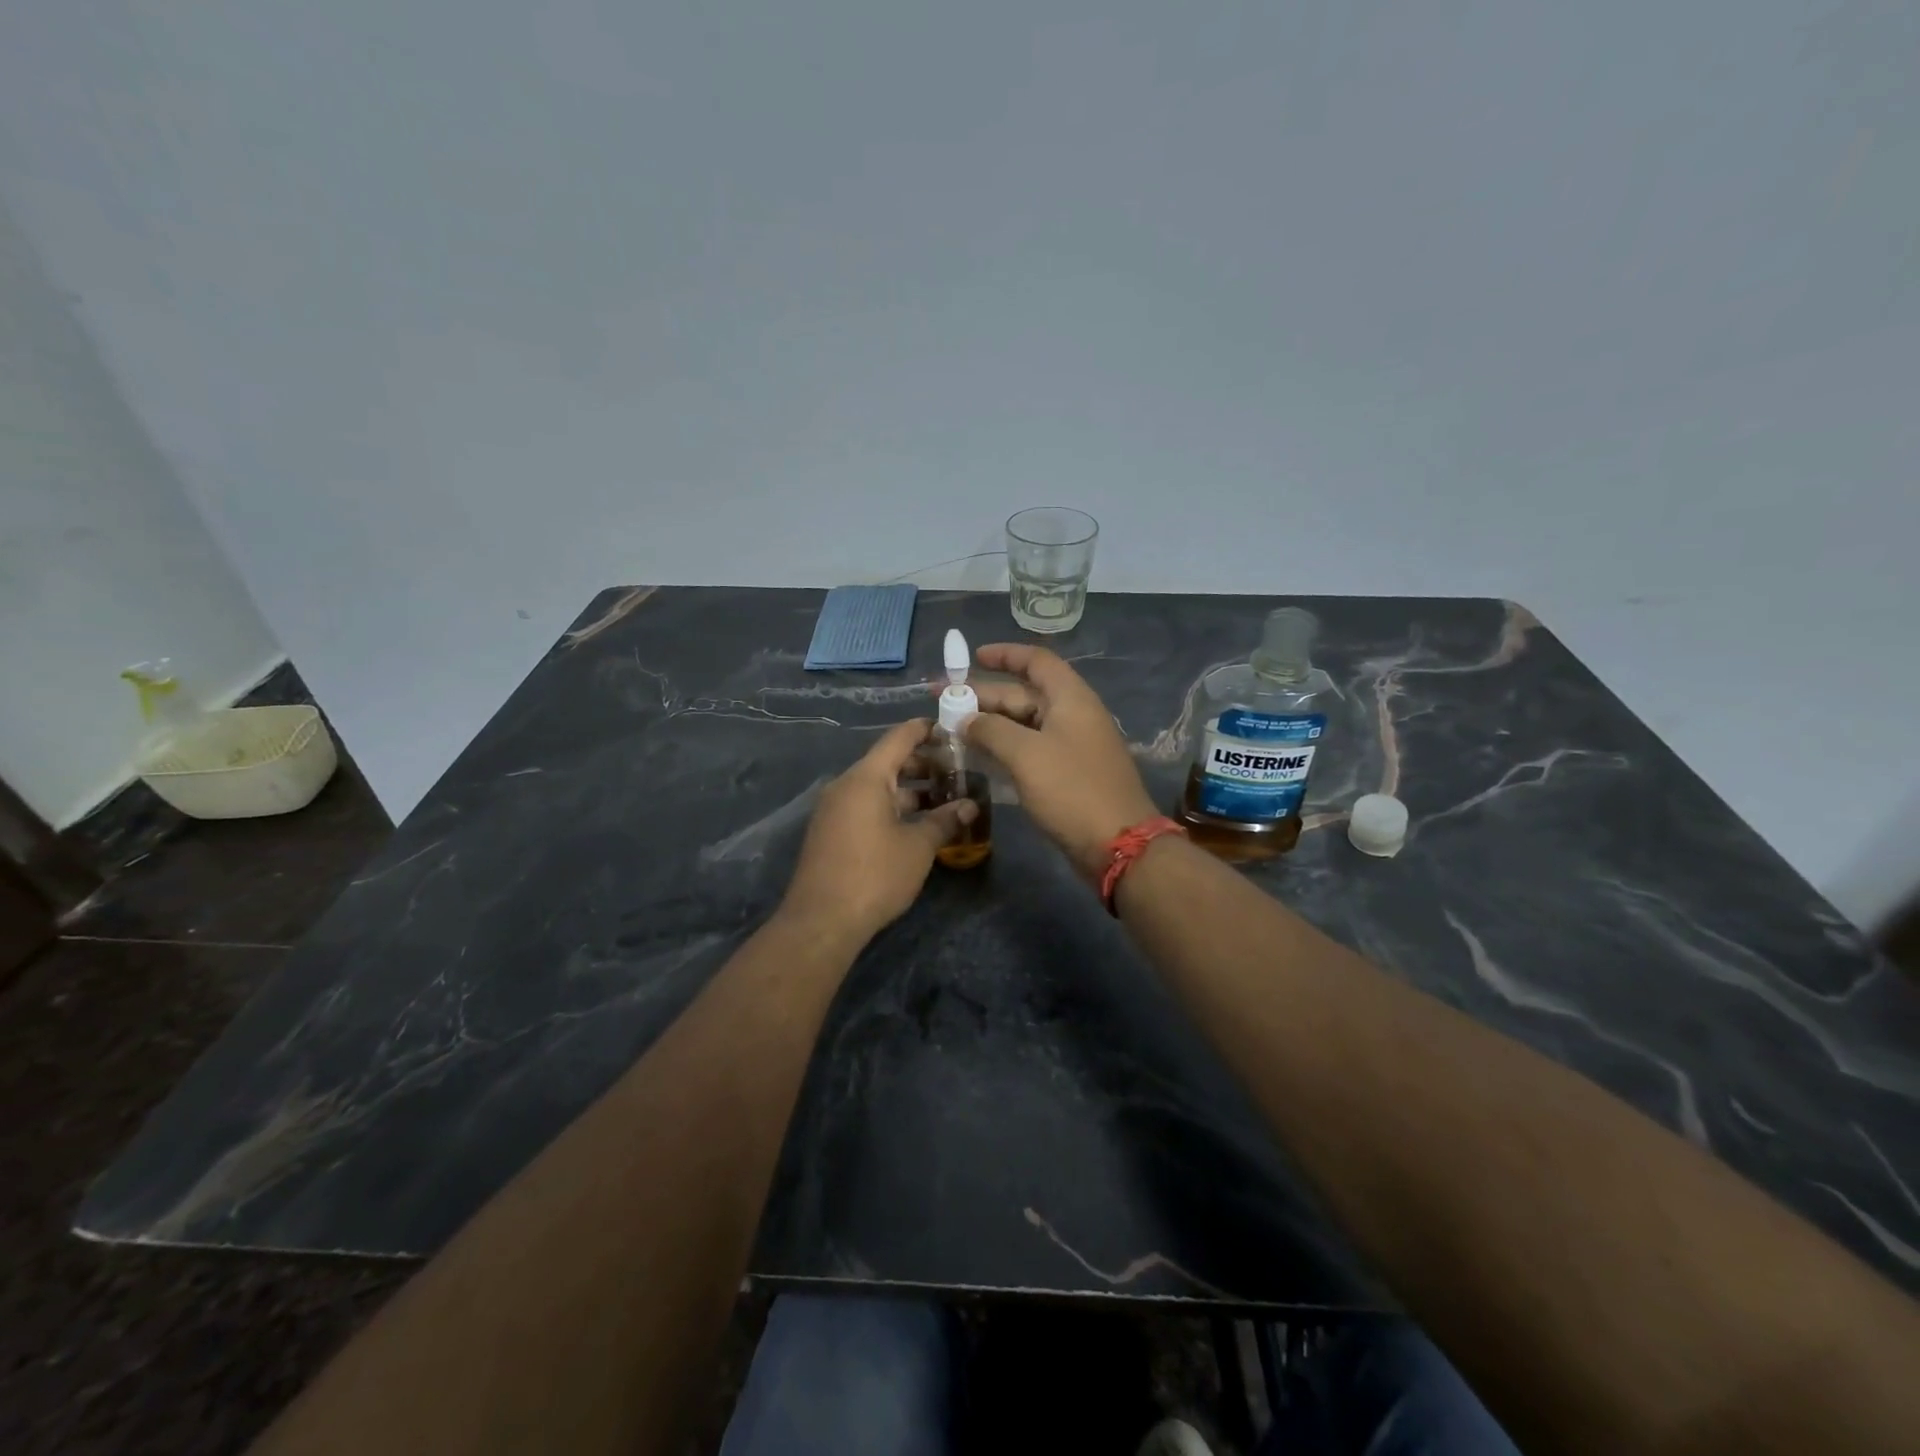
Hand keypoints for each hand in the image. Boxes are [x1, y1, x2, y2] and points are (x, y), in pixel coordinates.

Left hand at [779, 718, 977, 944]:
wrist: (822, 921)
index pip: (899, 738)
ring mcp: (834, 809)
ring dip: (910, 790)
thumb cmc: (875, 875)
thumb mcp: (918, 847)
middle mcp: (846, 785)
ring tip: (943, 800)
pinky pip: (865, 806)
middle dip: (924, 765)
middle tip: (957, 772)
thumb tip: (970, 806)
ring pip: (878, 787)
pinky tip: (916, 825)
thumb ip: (945, 821)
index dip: (926, 730)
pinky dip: (892, 807)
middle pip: (888, 762)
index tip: (953, 729)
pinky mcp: (831, 832)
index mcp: (866, 778)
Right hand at [964, 644, 1160, 880]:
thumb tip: (966, 719)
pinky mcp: (1067, 775)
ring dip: (989, 724)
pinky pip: (1029, 750)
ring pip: (1023, 725)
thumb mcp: (1026, 754)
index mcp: (1070, 698)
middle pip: (1024, 694)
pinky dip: (1003, 748)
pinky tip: (977, 757)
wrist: (1117, 844)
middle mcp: (1072, 716)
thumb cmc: (1072, 790)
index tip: (972, 657)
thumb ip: (991, 730)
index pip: (1036, 661)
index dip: (1005, 655)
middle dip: (983, 695)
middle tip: (942, 700)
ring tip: (951, 728)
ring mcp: (1071, 747)